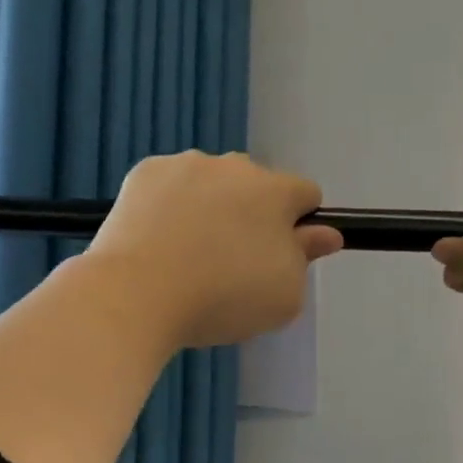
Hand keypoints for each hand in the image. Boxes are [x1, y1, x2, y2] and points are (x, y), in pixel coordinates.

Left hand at [89, 151, 343, 348]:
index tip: (281, 255)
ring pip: (212, 183)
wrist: (136, 294)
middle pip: (256, 186)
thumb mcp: (284, 295)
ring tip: (188, 254)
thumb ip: (307, 258)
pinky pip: (171, 186)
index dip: (300, 225)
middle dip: (253, 214)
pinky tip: (158, 241)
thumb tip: (326, 234)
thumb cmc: (223, 298)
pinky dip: (171, 206)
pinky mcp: (144, 172)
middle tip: (232, 261)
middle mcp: (234, 165)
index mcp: (275, 191)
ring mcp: (185, 164)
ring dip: (211, 207)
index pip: (306, 194)